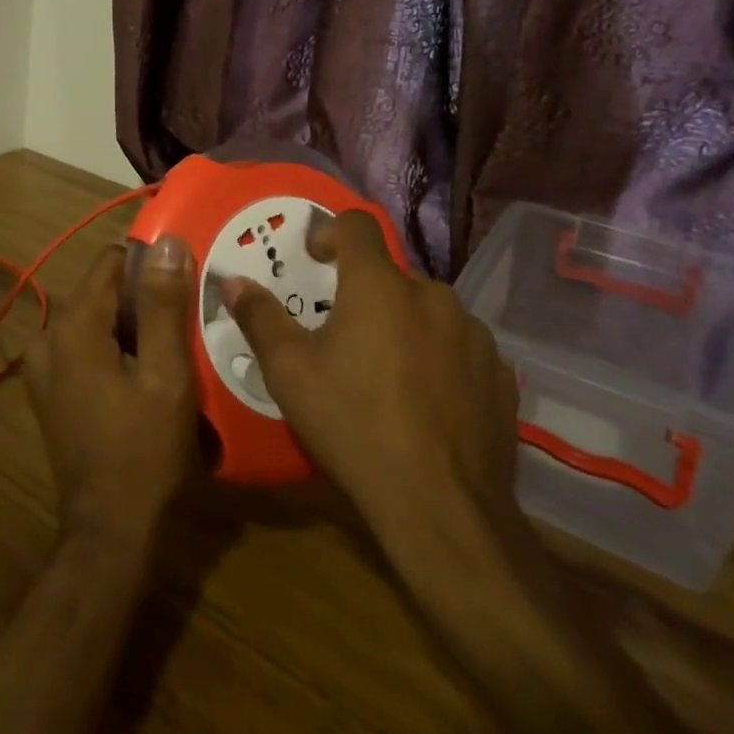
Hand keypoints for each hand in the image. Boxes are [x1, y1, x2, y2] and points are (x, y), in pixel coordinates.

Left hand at [23, 238, 198, 544]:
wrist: (109, 529)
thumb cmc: (144, 450)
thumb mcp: (165, 374)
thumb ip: (163, 305)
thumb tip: (167, 242)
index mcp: (73, 325)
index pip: (112, 262)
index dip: (151, 269)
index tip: (183, 289)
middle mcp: (48, 335)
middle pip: (103, 290)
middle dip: (142, 301)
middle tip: (183, 328)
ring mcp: (42, 364)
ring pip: (96, 318)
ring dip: (129, 327)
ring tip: (168, 352)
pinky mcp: (48, 388)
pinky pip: (84, 345)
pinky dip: (112, 348)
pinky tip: (141, 377)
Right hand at [224, 211, 519, 537]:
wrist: (442, 509)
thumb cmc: (354, 426)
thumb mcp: (290, 373)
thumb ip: (260, 318)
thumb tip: (233, 282)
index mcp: (380, 285)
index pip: (357, 225)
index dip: (330, 232)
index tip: (314, 260)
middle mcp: (433, 295)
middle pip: (391, 276)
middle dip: (365, 295)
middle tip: (344, 340)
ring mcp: (474, 335)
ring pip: (428, 312)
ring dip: (405, 326)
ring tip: (387, 376)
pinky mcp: (500, 374)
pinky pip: (460, 348)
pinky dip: (439, 359)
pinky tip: (427, 403)